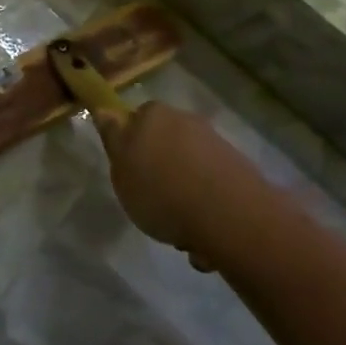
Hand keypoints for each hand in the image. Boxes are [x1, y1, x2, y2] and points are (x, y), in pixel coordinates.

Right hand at [97, 102, 260, 266]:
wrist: (229, 216)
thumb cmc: (161, 192)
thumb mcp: (121, 169)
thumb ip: (113, 139)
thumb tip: (106, 110)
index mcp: (155, 115)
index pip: (136, 119)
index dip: (131, 145)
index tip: (129, 171)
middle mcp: (187, 120)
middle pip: (166, 143)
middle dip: (161, 170)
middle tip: (152, 202)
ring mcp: (216, 144)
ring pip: (190, 167)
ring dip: (185, 192)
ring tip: (181, 229)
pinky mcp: (239, 170)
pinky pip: (212, 187)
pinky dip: (206, 206)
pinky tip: (203, 234)